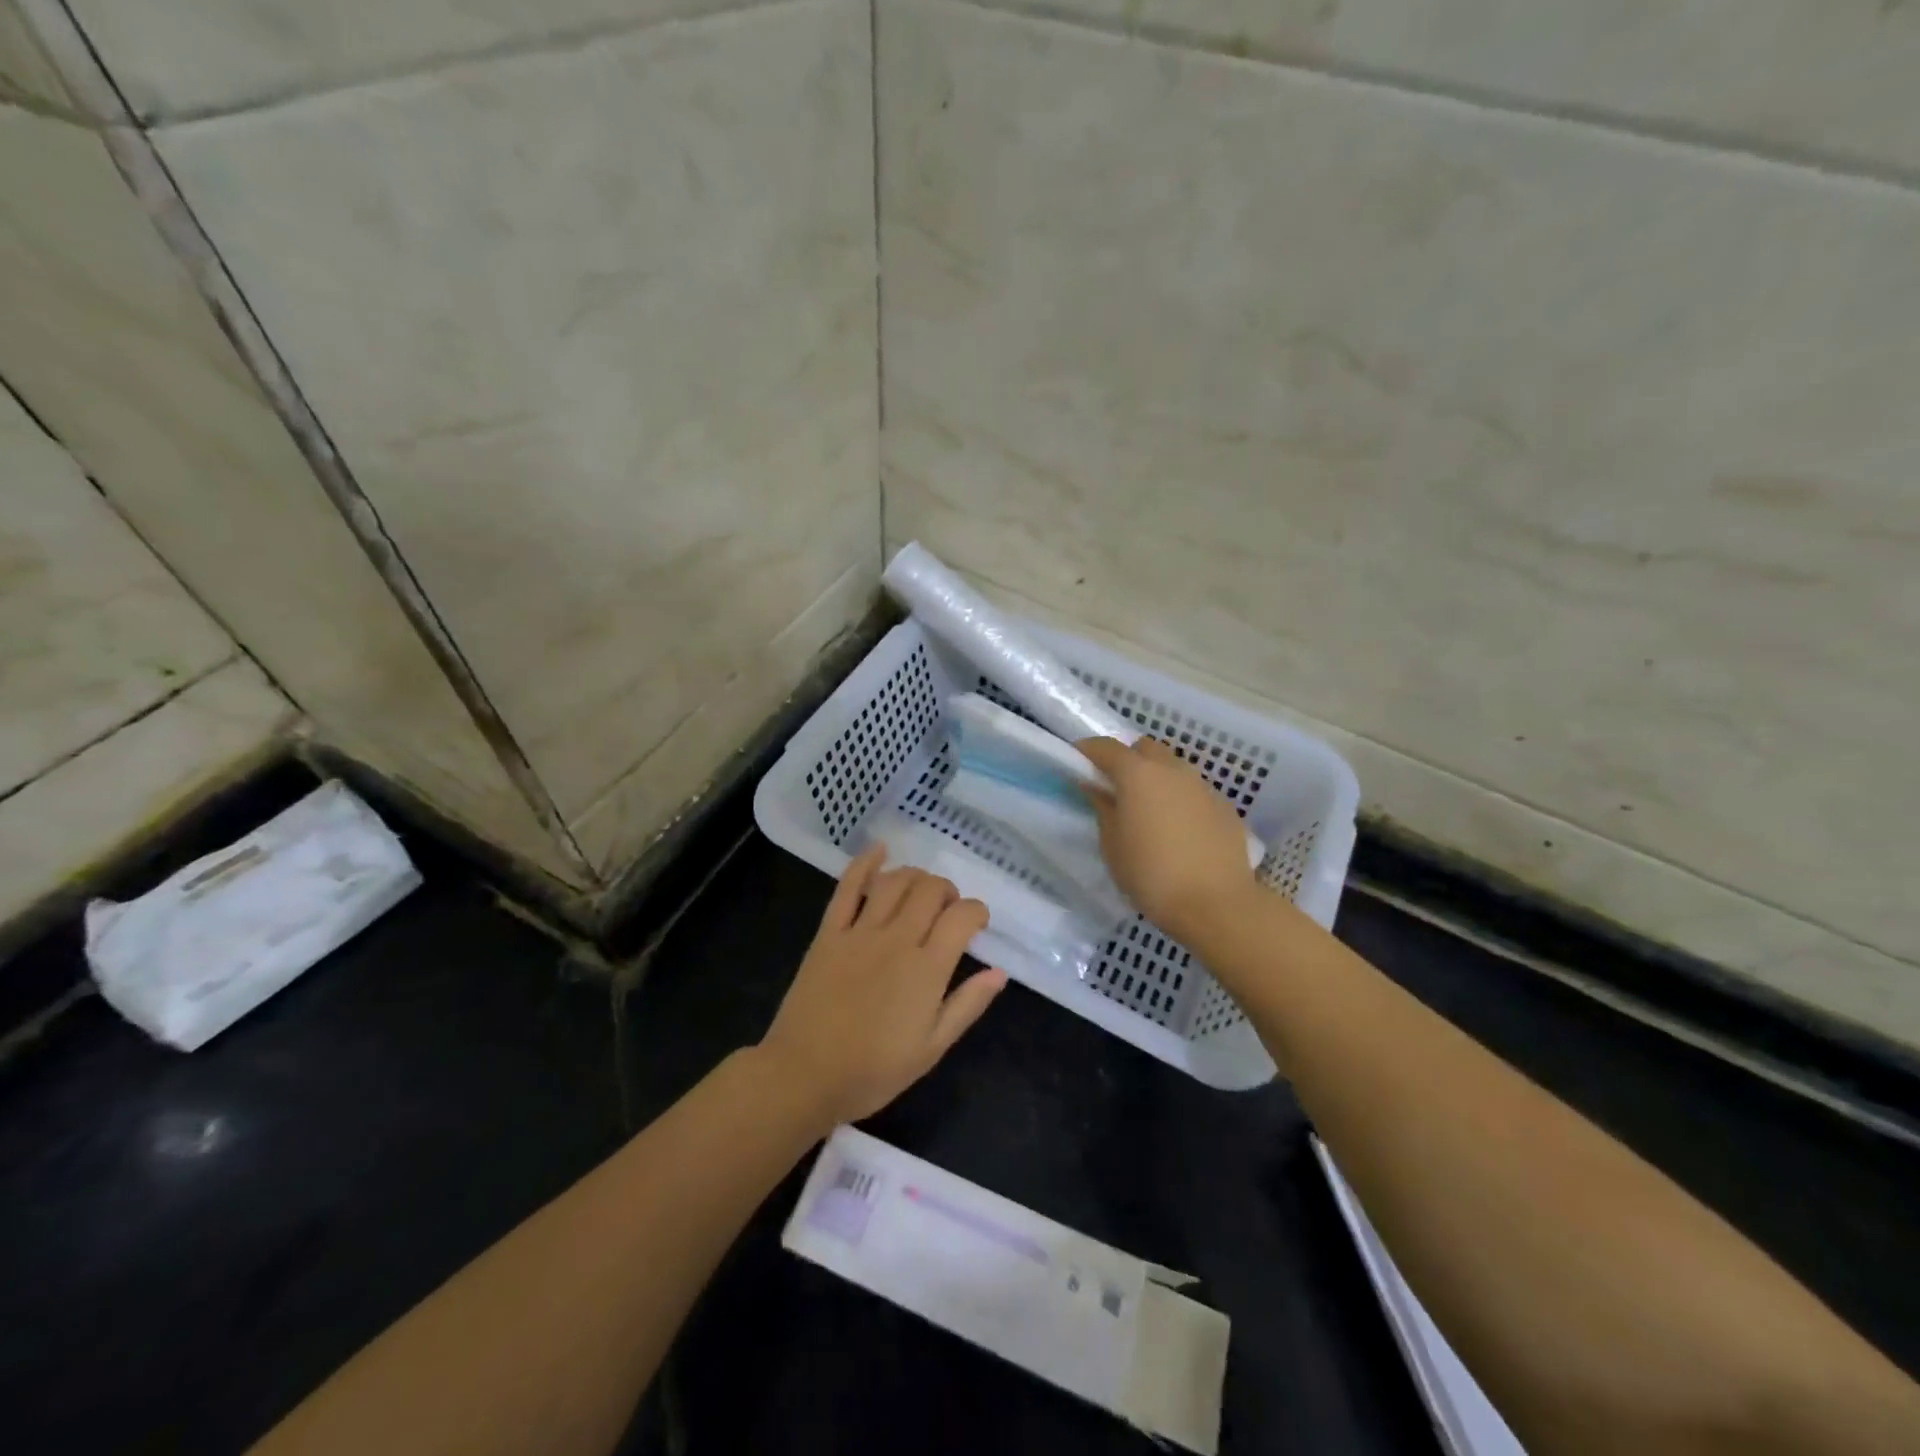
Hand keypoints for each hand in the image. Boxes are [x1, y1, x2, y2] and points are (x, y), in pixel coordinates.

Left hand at [757, 846, 1007, 1127]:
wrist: (804, 1075)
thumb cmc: (873, 1070)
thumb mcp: (932, 1048)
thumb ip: (968, 1005)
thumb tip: (1000, 972)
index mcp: (927, 969)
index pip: (962, 917)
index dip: (977, 912)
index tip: (977, 926)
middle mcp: (897, 939)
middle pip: (930, 890)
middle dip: (948, 892)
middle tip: (947, 912)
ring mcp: (860, 931)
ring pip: (895, 881)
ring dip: (916, 876)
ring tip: (921, 891)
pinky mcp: (829, 932)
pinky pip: (848, 887)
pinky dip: (865, 863)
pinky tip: (879, 849)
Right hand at [1078, 736, 1260, 943]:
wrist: (1216, 904)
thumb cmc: (1151, 875)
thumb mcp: (1113, 846)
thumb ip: (1103, 809)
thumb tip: (1096, 787)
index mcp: (1138, 775)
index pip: (1107, 747)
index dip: (1088, 750)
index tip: (1077, 761)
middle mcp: (1172, 770)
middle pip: (1145, 748)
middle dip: (1127, 759)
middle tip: (1115, 786)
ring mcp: (1203, 787)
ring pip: (1173, 768)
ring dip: (1156, 778)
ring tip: (1148, 810)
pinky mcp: (1224, 807)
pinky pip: (1194, 791)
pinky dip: (1180, 799)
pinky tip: (1178, 829)